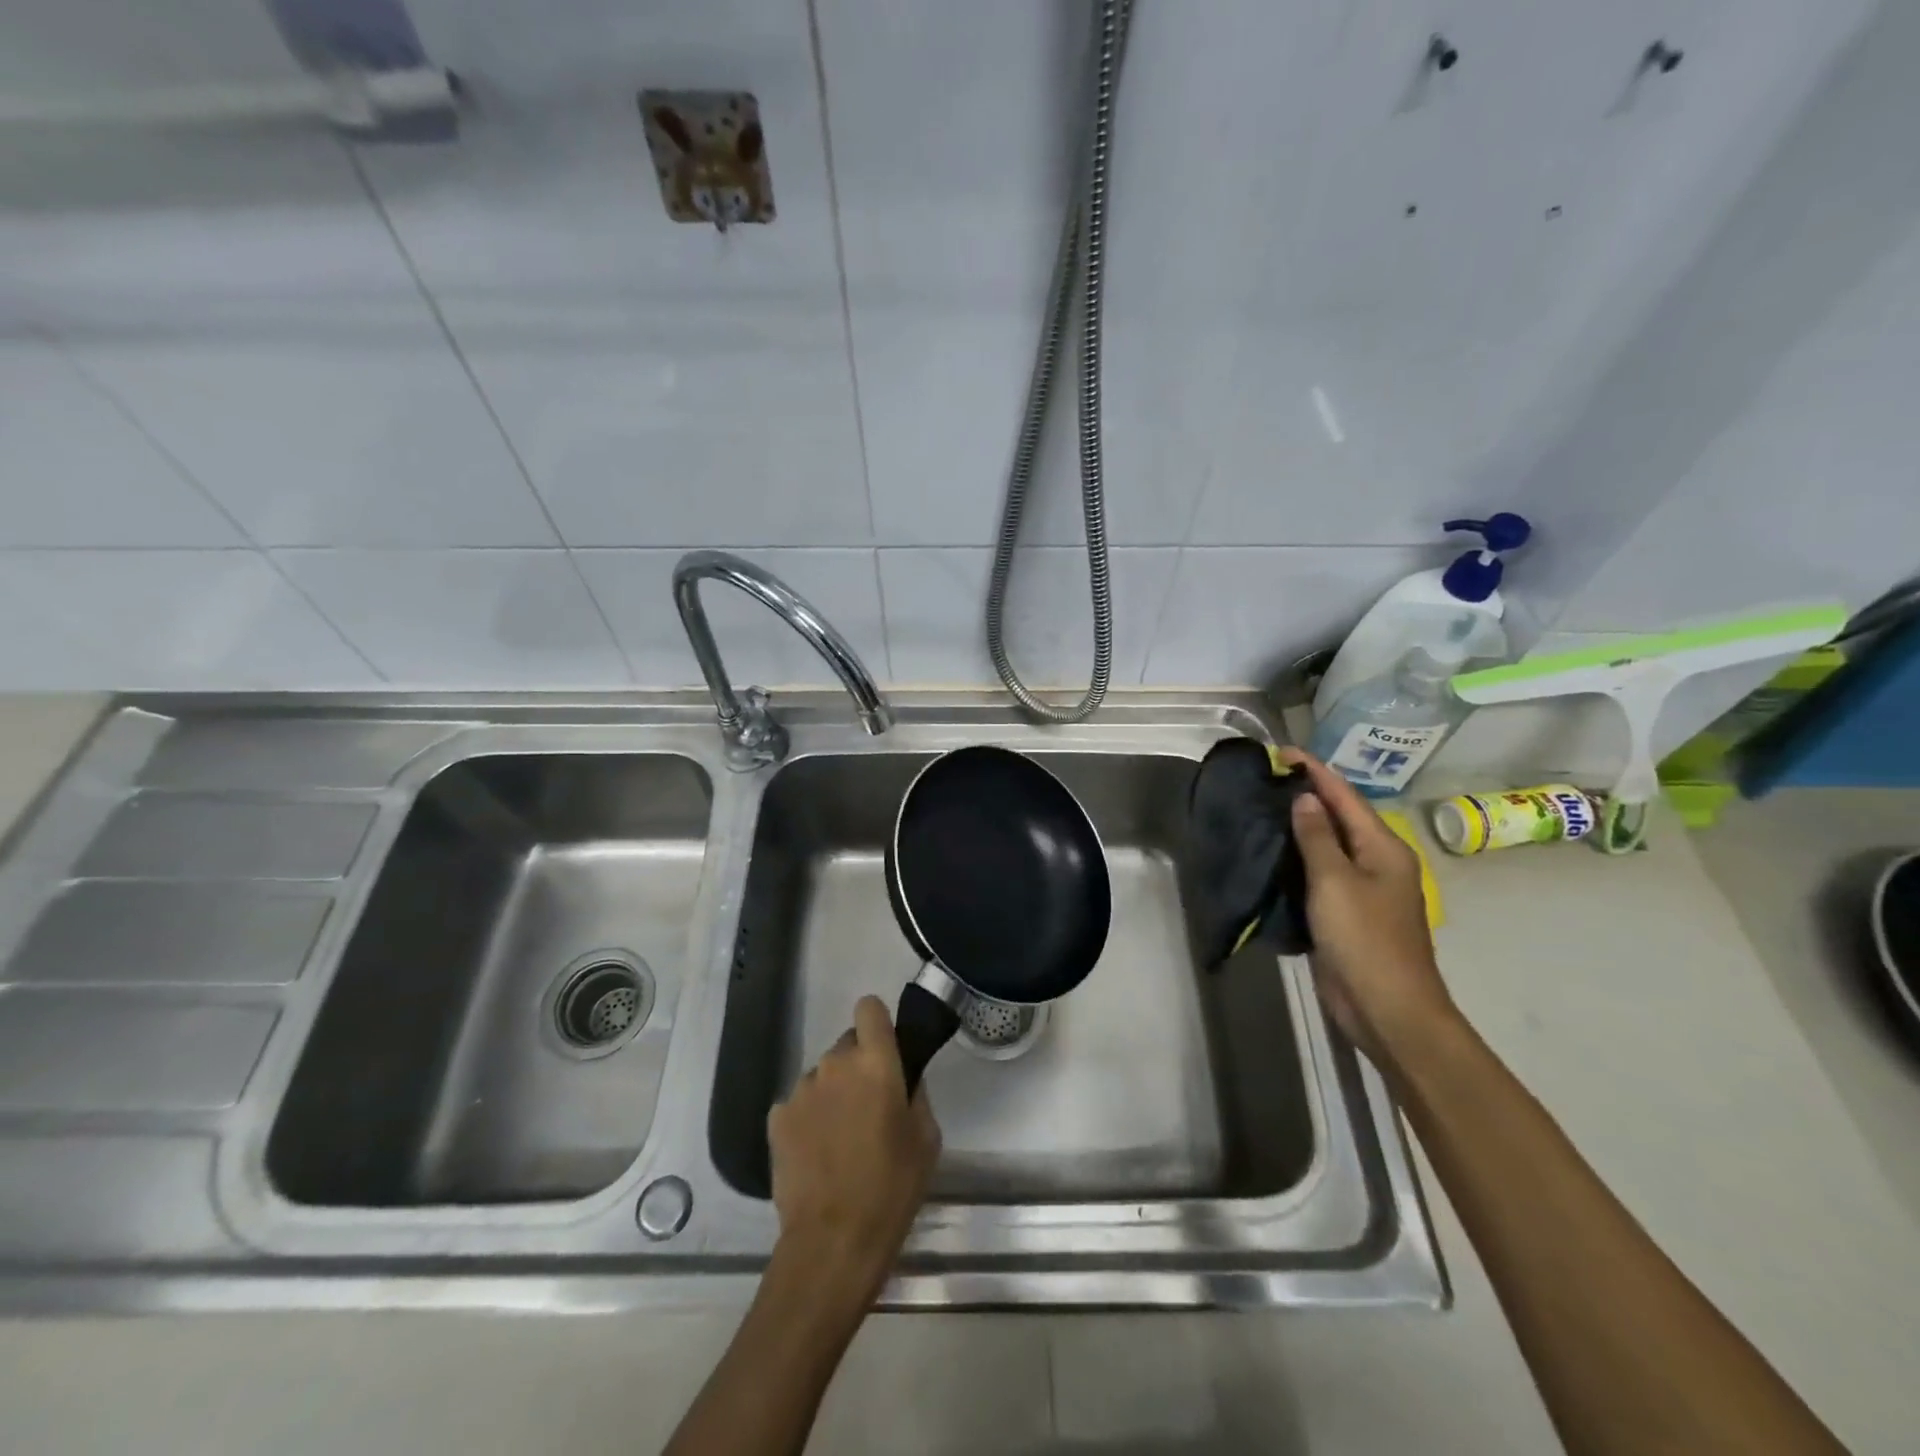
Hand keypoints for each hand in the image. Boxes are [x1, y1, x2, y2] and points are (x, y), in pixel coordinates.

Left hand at [768, 995, 941, 1301]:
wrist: (832, 1242)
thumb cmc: (891, 1188)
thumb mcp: (926, 1140)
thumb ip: (916, 1094)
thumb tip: (903, 1078)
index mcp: (875, 1062)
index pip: (869, 1008)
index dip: (877, 1022)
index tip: (885, 1048)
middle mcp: (834, 1064)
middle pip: (847, 1045)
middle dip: (858, 1066)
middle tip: (869, 1107)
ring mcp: (801, 1089)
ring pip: (822, 1075)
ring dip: (832, 1093)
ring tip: (840, 1138)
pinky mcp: (776, 1117)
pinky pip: (798, 1102)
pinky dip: (808, 1118)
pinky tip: (816, 1153)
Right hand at [1278, 749, 1459, 1066]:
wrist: (1387, 1009)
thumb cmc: (1364, 939)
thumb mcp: (1335, 881)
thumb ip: (1318, 837)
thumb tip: (1305, 799)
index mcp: (1383, 848)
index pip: (1345, 797)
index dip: (1315, 771)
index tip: (1281, 751)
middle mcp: (1376, 862)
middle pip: (1339, 818)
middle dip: (1305, 796)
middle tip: (1264, 779)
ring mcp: (1362, 890)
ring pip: (1326, 847)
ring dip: (1298, 828)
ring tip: (1260, 810)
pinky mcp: (1345, 914)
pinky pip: (1318, 875)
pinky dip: (1296, 860)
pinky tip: (1269, 855)